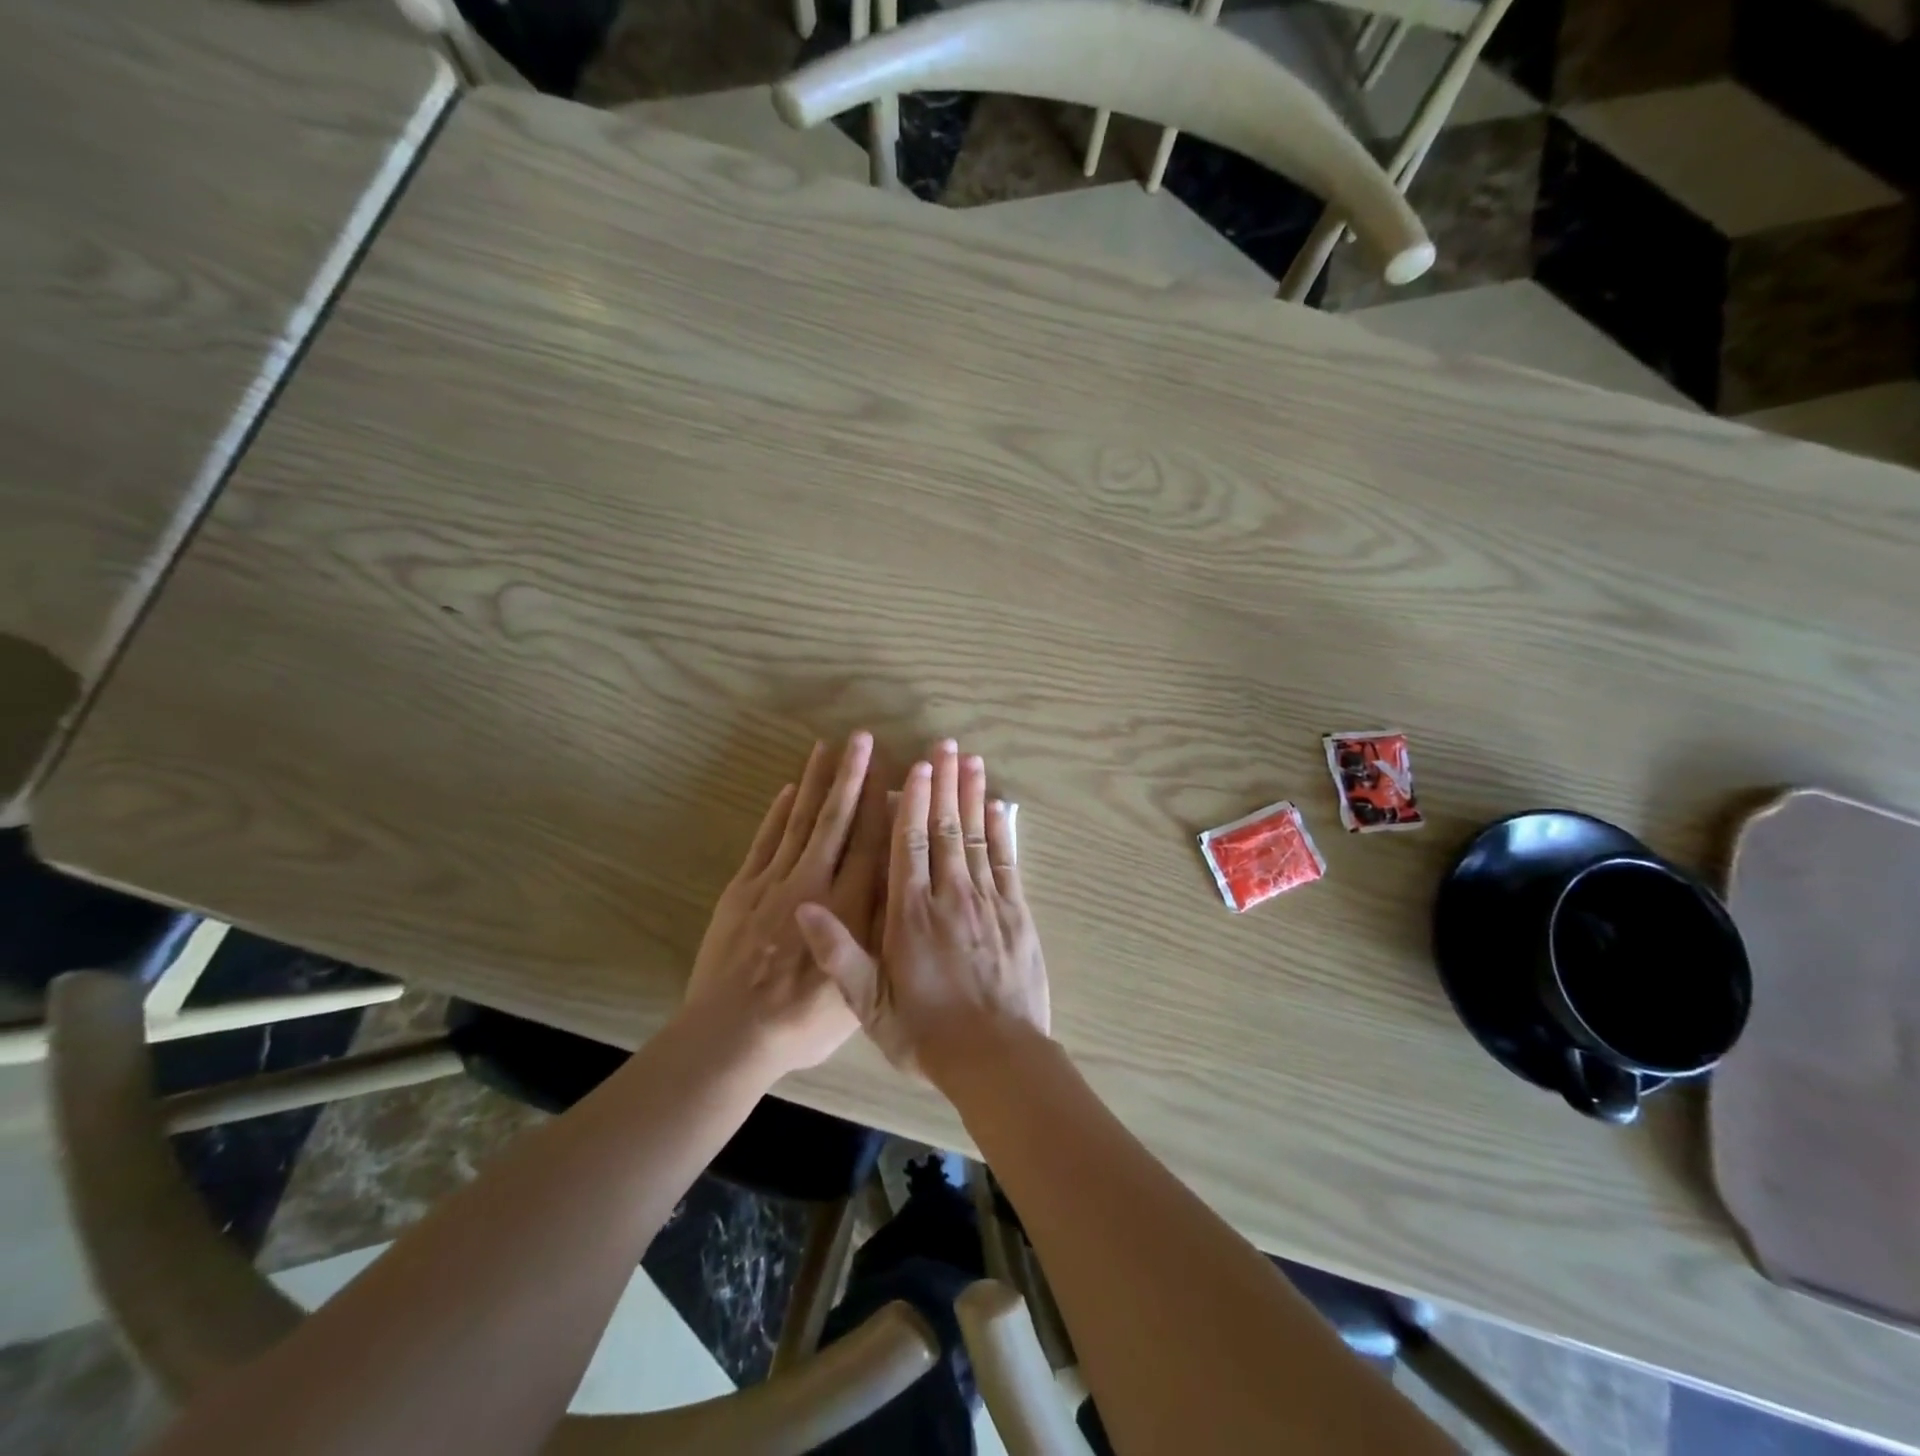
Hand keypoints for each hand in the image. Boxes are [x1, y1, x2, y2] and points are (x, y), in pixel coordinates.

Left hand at [683, 732, 886, 1078]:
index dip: (881, 803)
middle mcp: (813, 883)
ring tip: (826, 748)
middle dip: (851, 776)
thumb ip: (880, 932)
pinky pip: (764, 842)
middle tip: (861, 738)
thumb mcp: (861, 987)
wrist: (732, 1035)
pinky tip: (787, 790)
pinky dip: (777, 814)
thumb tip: (899, 887)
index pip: (869, 843)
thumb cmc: (803, 1021)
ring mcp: (773, 882)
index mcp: (847, 908)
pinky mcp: (742, 890)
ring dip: (815, 783)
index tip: (892, 767)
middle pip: (835, 820)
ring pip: (800, 822)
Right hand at [797, 741, 1049, 1081]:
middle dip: (944, 784)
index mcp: (910, 914)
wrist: (996, 1059)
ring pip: (977, 837)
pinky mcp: (1017, 914)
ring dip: (973, 795)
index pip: (909, 845)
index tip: (914, 766)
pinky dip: (1002, 831)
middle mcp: (950, 897)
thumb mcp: (870, 1005)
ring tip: (971, 760)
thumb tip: (804, 905)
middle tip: (946, 744)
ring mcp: (988, 902)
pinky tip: (999, 806)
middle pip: (946, 828)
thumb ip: (838, 953)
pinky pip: (1007, 862)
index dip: (912, 802)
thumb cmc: (926, 1034)